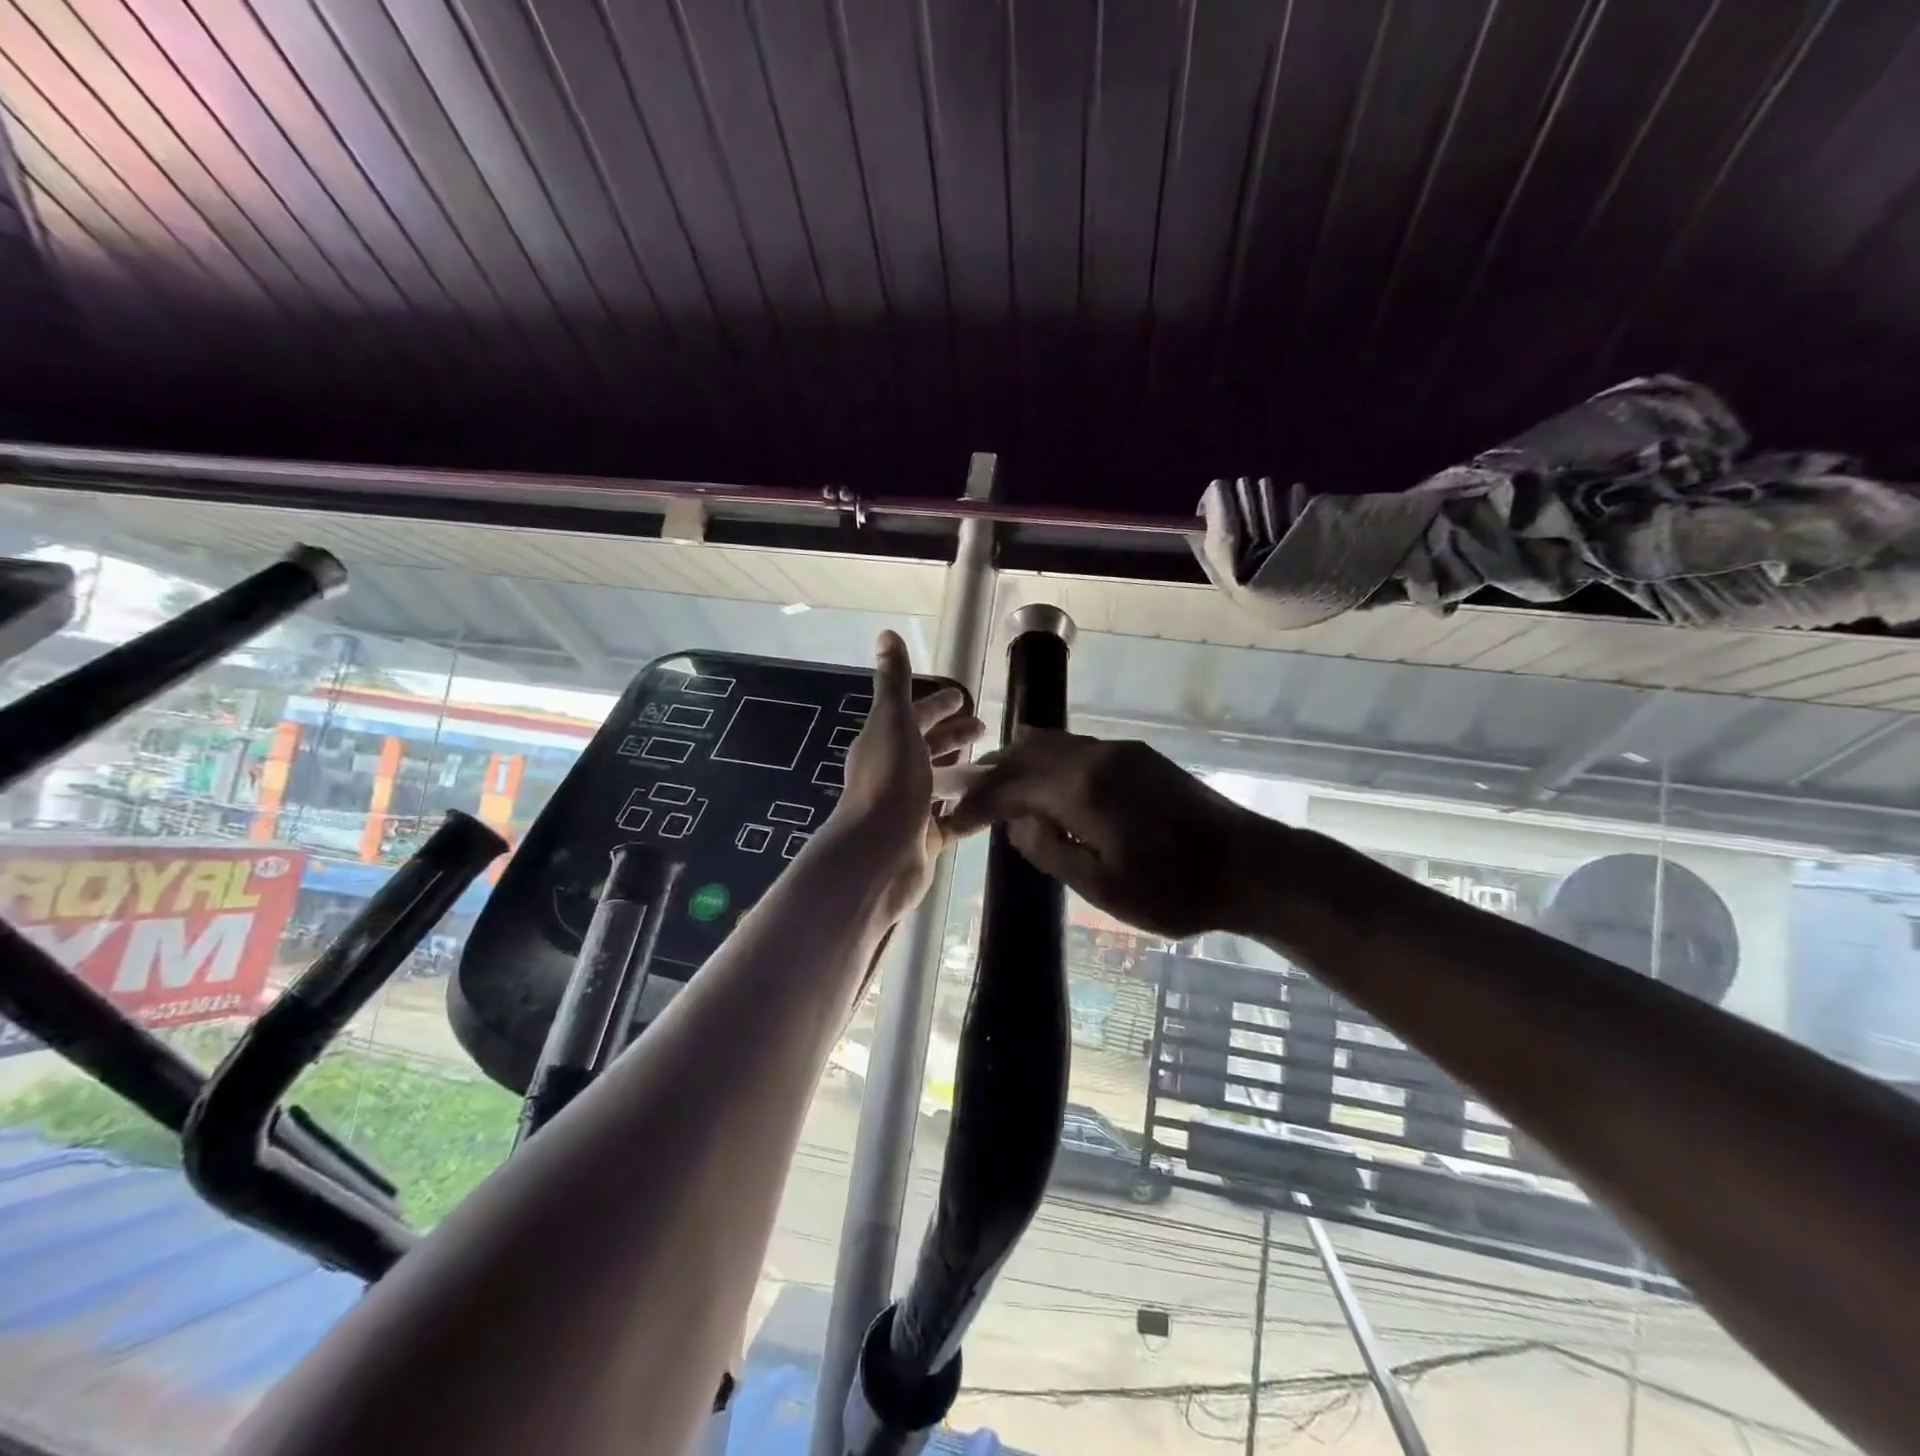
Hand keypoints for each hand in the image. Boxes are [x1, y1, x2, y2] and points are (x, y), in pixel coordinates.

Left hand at [831, 631, 983, 923]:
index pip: (913, 716)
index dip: (937, 705)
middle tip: (986, 729)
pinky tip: (994, 803)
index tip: (964, 699)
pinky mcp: (923, 839)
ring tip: (1000, 765)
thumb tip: (886, 634)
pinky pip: (952, 819)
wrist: (878, 854)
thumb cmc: (889, 782)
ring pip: (941, 784)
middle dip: (954, 736)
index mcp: (885, 742)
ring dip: (966, 772)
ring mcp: (908, 808)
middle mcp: (894, 773)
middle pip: (928, 749)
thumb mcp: (893, 722)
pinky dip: (970, 809)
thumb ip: (893, 681)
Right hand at [945, 730, 1273, 939]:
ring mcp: (1121, 751)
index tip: (952, 821)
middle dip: (993, 775)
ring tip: (1002, 791)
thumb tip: (1017, 823)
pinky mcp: (1140, 757)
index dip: (976, 802)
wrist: (1253, 866)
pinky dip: (1050, 763)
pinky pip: (1078, 749)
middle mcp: (1096, 756)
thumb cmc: (1175, 890)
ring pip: (1054, 744)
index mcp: (1081, 788)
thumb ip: (1050, 850)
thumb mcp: (1103, 888)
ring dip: (1021, 764)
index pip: (1009, 786)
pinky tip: (1050, 787)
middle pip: (1027, 752)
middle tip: (969, 800)